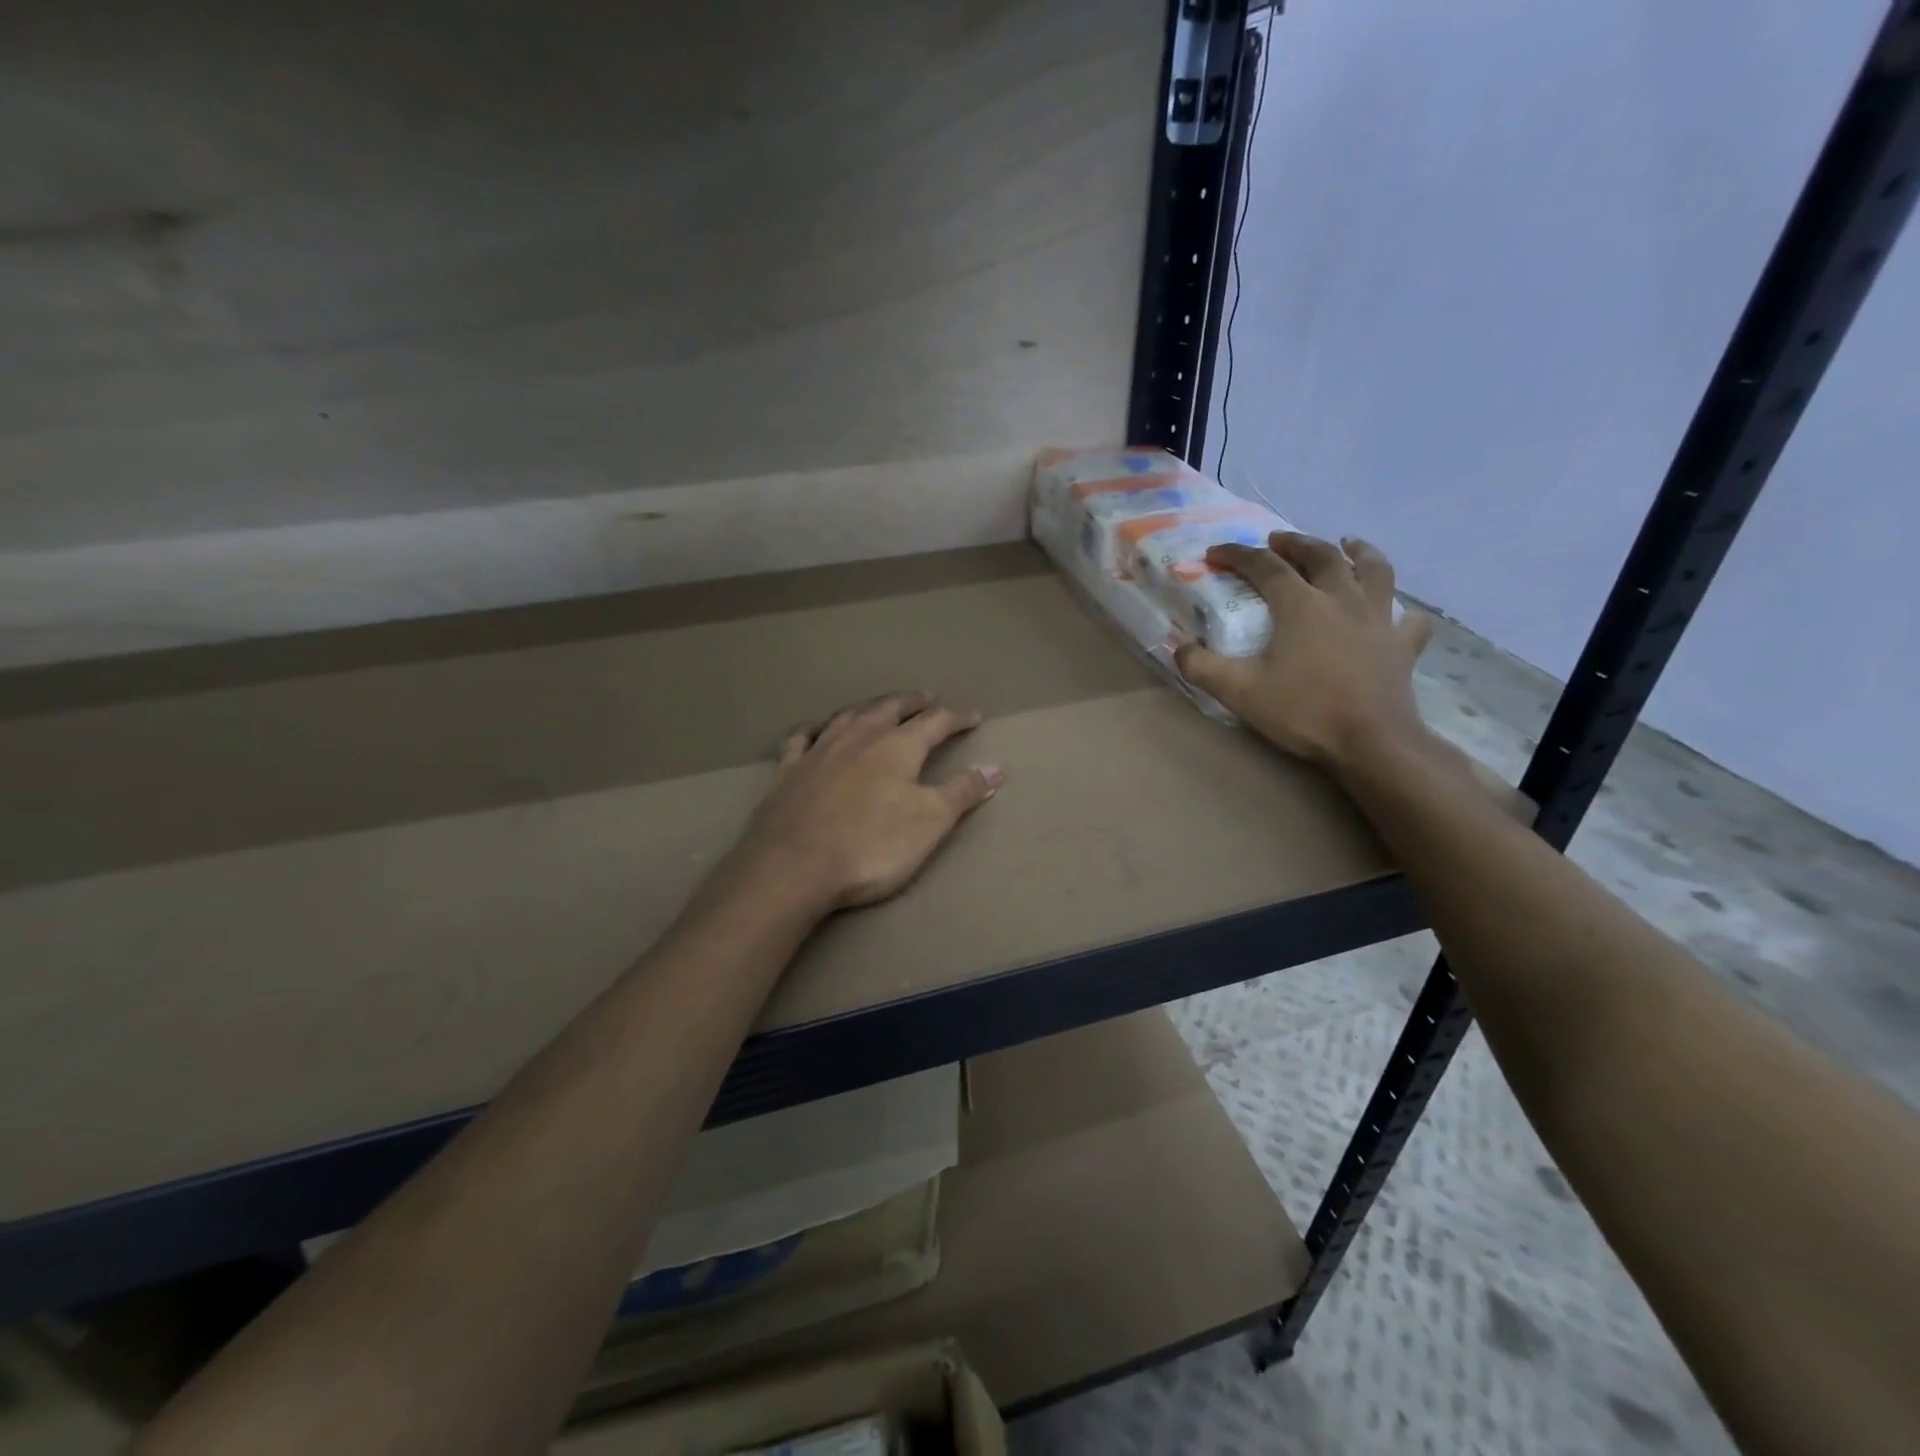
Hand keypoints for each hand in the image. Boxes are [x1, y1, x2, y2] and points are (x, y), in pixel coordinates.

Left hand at [726, 692, 1006, 912]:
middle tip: (926, 697)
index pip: (936, 723)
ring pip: (848, 715)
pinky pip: (801, 737)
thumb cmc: (871, 845)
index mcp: (897, 746)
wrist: (793, 865)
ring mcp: (819, 750)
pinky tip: (814, 729)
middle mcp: (859, 737)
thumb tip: (998, 768)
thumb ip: (963, 791)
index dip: (957, 718)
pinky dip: (813, 728)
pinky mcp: (788, 770)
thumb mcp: (930, 822)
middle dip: (912, 702)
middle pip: (890, 708)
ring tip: (880, 705)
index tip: (974, 716)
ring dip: (869, 706)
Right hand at [1175, 533, 1435, 773]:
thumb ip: (1201, 667)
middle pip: (1321, 556)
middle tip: (1277, 540)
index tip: (1216, 553)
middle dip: (1295, 543)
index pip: (1265, 566)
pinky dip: (1399, 610)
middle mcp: (1342, 599)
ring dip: (1360, 552)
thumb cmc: (1303, 711)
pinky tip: (1394, 613)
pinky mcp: (1403, 646)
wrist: (1372, 742)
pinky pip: (1407, 619)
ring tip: (1348, 544)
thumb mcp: (1239, 691)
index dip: (1237, 555)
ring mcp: (1379, 620)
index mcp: (1301, 605)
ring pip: (1375, 570)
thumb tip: (1179, 648)